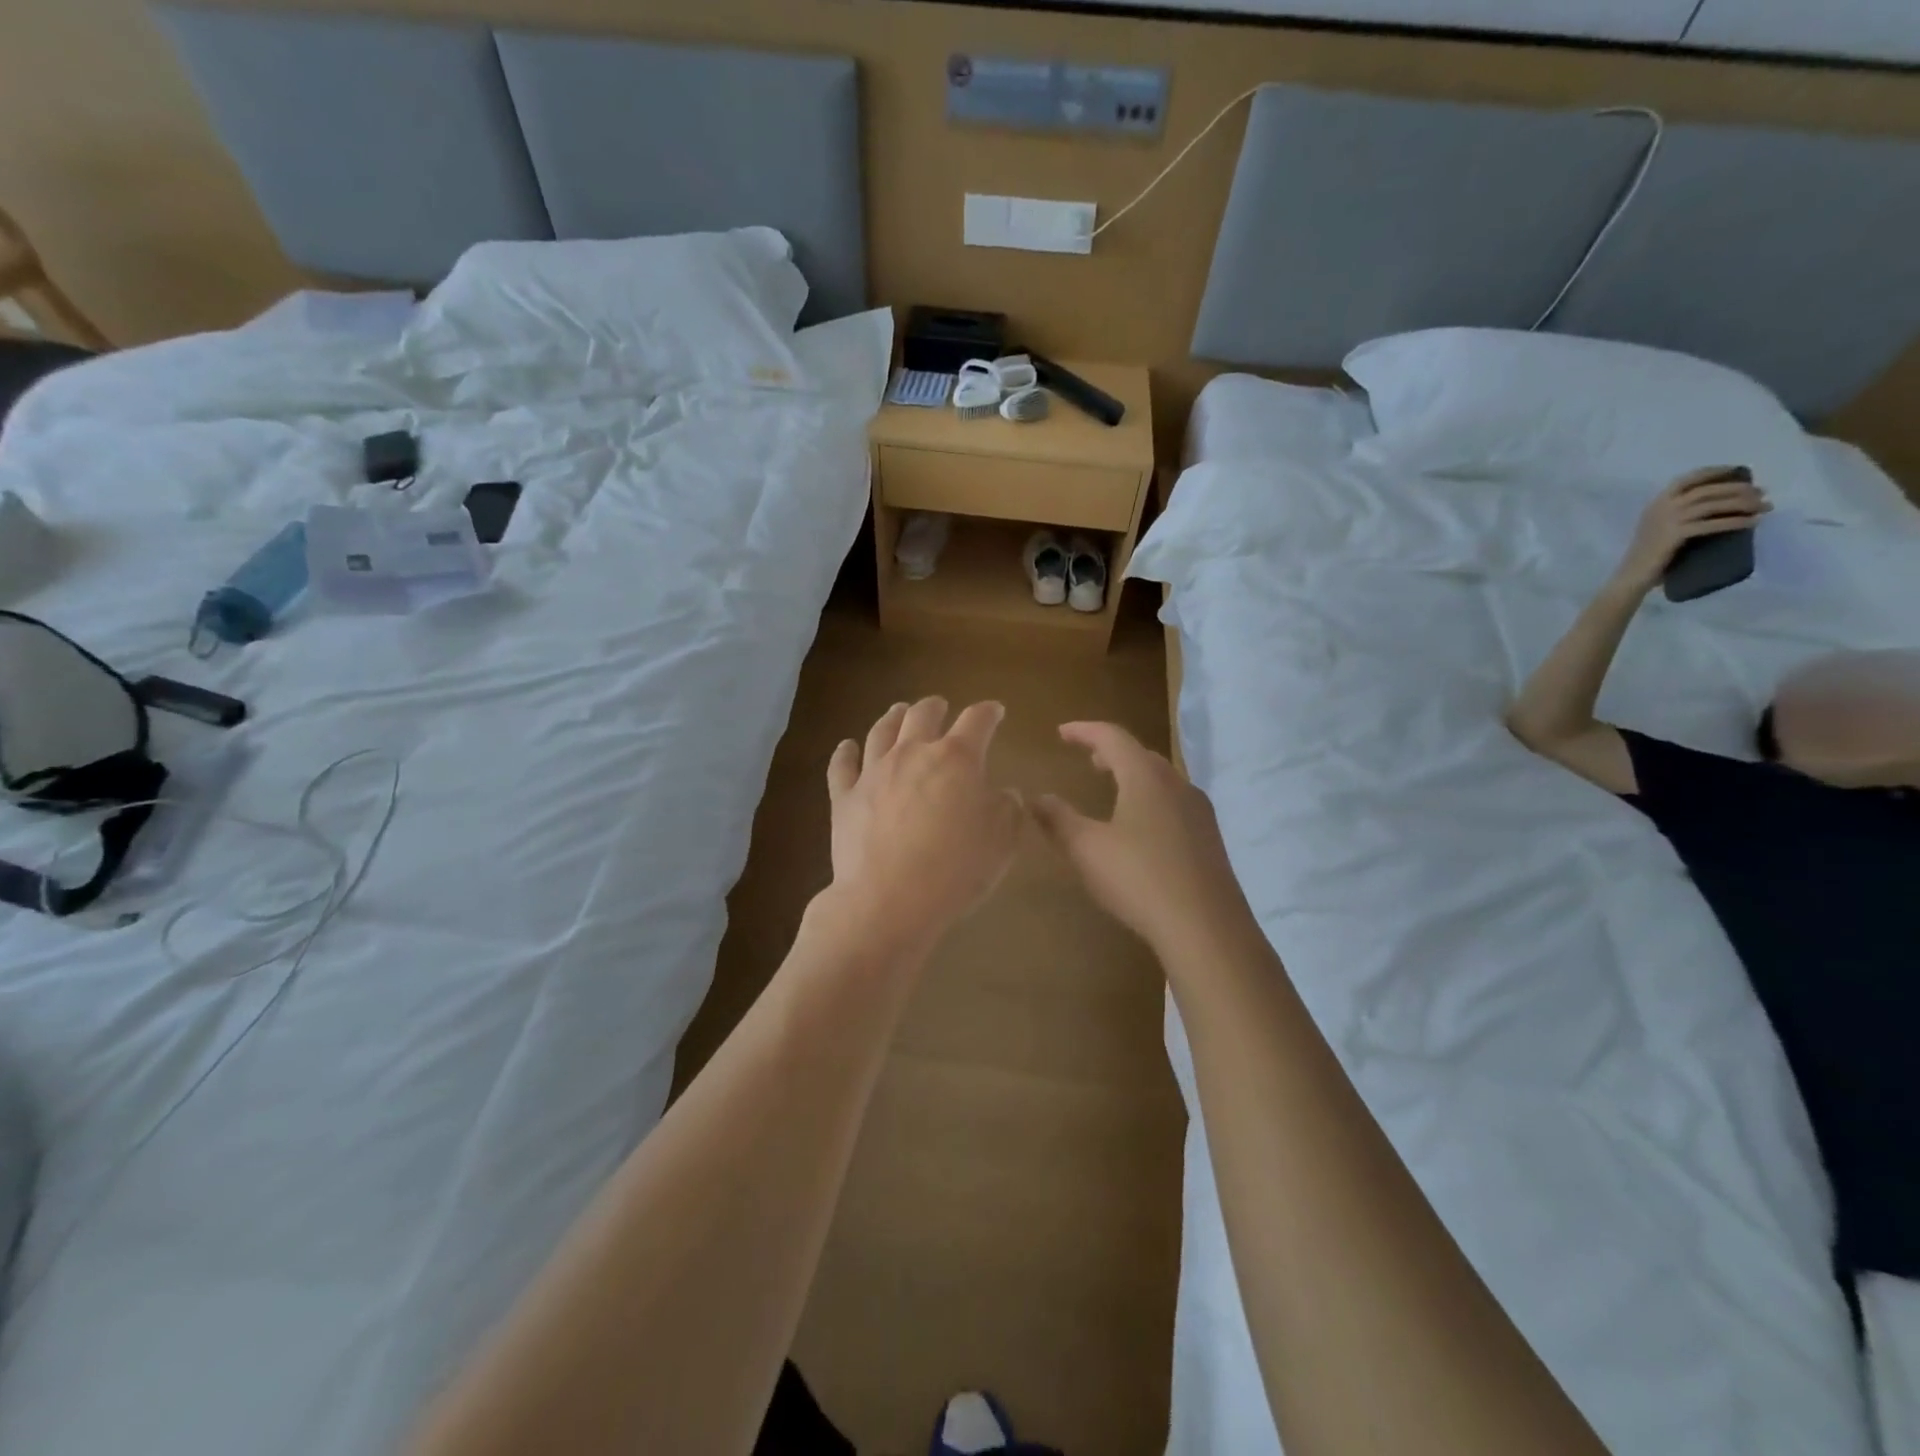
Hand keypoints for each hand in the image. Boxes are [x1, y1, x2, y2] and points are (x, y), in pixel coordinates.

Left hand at [825, 698, 1022, 950]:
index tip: (996, 711)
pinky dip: (845, 752)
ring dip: (893, 717)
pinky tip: (847, 746)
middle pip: (923, 715)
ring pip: (882, 731)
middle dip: (936, 707)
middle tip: (940, 706)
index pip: (977, 721)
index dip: (989, 712)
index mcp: (957, 759)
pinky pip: (842, 765)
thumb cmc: (955, 870)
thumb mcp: (1002, 842)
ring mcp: (874, 772)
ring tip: (899, 711)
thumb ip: (1008, 809)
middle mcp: (913, 753)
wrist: (888, 900)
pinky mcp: (844, 796)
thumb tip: (1005, 793)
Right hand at [1033, 722, 1260, 962]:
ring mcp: (1199, 812)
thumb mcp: (1086, 849)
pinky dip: (1150, 798)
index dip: (1084, 731)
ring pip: (1162, 779)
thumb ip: (1058, 819)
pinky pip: (1174, 803)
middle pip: (1141, 754)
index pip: (1113, 737)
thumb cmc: (1139, 879)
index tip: (1061, 733)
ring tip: (1113, 787)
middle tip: (1089, 758)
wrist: (1206, 929)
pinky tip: (1141, 826)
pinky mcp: (1210, 839)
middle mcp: (1177, 784)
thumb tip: (1036, 797)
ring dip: (1133, 775)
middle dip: (1112, 752)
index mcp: (1146, 777)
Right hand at [1614, 468, 1770, 594]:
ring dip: (1743, 503)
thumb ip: (1679, 513)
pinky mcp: (1675, 535)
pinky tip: (1752, 523)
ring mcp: (1667, 521)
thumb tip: (1718, 503)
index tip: (1738, 471)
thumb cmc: (1648, 554)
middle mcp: (1661, 507)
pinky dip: (1735, 522)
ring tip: (1764, 507)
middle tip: (1762, 493)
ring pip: (1713, 505)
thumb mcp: (1659, 526)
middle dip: (1739, 489)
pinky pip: (1712, 524)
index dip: (1715, 472)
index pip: (1688, 480)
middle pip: (1707, 490)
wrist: (1631, 575)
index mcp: (1656, 503)